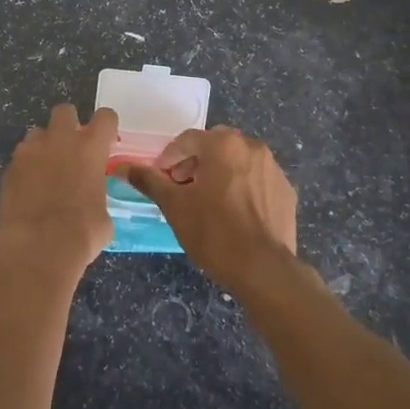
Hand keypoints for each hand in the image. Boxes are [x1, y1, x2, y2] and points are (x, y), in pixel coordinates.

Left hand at [0, 104, 118, 280]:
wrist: (37, 246)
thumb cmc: (81, 233)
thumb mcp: (103, 215)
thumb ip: (97, 195)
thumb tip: (91, 202)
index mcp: (90, 148)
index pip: (105, 117)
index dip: (107, 125)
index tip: (106, 139)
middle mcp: (59, 141)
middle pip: (64, 111)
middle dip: (69, 123)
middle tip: (71, 146)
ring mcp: (29, 152)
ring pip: (36, 133)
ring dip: (43, 146)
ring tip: (45, 170)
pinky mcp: (8, 168)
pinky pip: (19, 158)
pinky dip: (25, 168)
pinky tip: (28, 189)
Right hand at [117, 126, 297, 293]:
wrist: (264, 269)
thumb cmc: (213, 232)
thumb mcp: (174, 206)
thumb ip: (149, 181)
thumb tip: (123, 167)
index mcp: (223, 144)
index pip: (188, 139)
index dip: (169, 157)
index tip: (160, 177)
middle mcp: (252, 147)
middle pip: (215, 146)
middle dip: (195, 162)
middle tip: (182, 187)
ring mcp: (273, 169)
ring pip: (238, 161)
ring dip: (219, 173)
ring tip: (207, 201)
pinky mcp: (286, 191)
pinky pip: (257, 180)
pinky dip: (242, 188)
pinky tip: (234, 213)